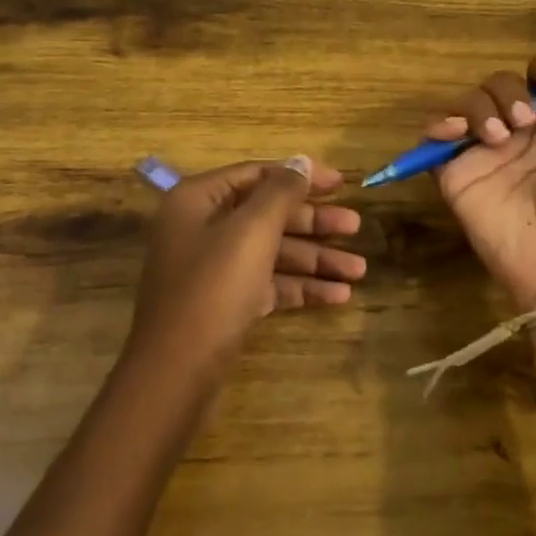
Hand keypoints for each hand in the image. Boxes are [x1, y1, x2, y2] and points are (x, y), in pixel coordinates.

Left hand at [126, 157, 364, 374]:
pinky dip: (300, 287)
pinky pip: (268, 284)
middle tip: (356, 226)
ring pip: (272, 252)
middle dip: (314, 223)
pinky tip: (339, 296)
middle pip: (267, 215)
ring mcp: (213, 268)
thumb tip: (302, 162)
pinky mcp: (225, 303)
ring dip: (315, 259)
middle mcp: (202, 228)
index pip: (257, 175)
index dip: (301, 176)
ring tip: (360, 270)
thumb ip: (281, 192)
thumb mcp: (251, 231)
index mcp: (198, 200)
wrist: (176, 374)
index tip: (341, 183)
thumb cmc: (213, 288)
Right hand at [425, 56, 535, 312]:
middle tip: (524, 120)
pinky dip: (438, 126)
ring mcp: (489, 159)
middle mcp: (523, 140)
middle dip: (508, 89)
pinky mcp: (461, 180)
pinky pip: (435, 144)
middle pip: (500, 87)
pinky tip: (457, 132)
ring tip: (499, 135)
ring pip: (468, 106)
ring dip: (478, 105)